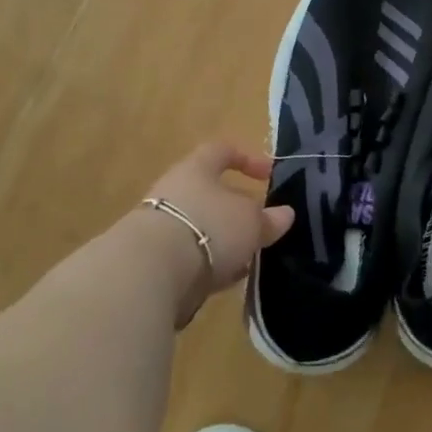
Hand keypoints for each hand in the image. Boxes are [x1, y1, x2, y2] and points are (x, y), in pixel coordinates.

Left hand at [143, 142, 294, 322]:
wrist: (147, 273)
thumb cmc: (207, 228)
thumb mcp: (250, 222)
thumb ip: (268, 218)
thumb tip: (285, 214)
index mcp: (196, 169)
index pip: (222, 150)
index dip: (247, 158)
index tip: (269, 175)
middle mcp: (174, 191)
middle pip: (209, 193)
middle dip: (236, 210)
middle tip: (260, 226)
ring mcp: (159, 226)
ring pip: (199, 227)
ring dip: (222, 241)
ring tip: (248, 259)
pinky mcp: (151, 260)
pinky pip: (188, 256)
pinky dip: (207, 265)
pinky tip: (224, 281)